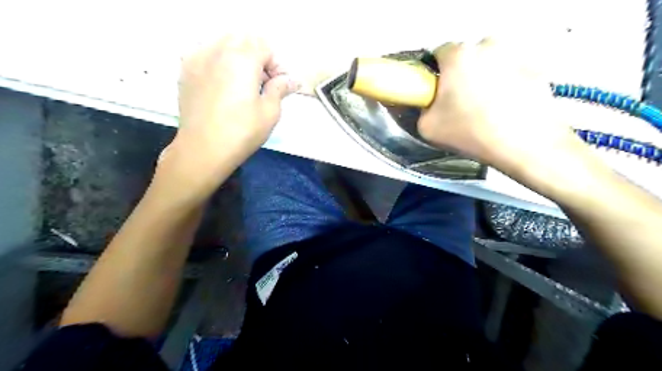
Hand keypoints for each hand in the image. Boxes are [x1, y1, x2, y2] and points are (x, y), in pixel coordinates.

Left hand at [175, 34, 299, 167]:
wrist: (203, 149)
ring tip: (243, 82)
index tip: (280, 85)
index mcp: (242, 59)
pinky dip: (219, 61)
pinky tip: (223, 83)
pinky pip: (206, 52)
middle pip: (244, 40)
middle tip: (264, 82)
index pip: (265, 47)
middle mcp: (217, 50)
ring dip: (239, 56)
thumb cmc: (242, 132)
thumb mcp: (270, 112)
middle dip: (258, 57)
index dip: (277, 65)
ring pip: (223, 42)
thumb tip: (292, 80)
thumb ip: (280, 89)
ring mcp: (197, 58)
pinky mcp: (185, 70)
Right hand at [419, 39, 582, 175]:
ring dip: (483, 79)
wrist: (524, 145)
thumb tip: (429, 104)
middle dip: (460, 76)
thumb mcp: (427, 127)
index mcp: (458, 56)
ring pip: (489, 64)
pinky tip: (504, 109)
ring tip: (484, 109)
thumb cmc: (472, 132)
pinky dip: (505, 85)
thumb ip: (422, 109)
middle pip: (465, 57)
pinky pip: (510, 73)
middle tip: (459, 104)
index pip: (438, 54)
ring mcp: (516, 54)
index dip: (434, 75)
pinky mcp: (536, 68)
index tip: (437, 92)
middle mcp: (488, 45)